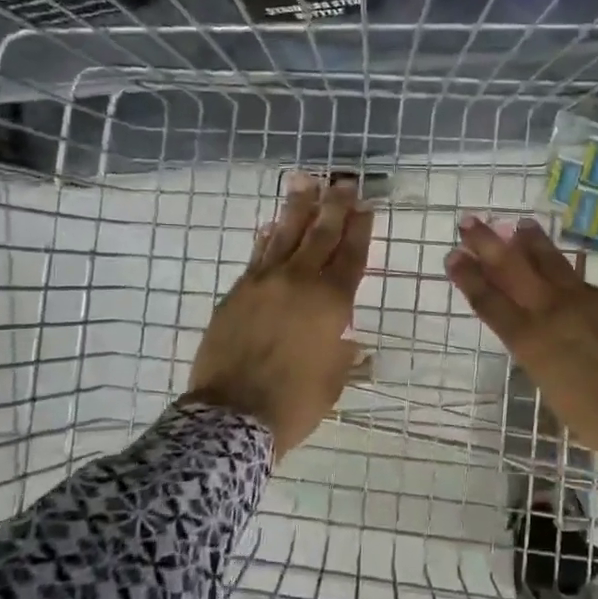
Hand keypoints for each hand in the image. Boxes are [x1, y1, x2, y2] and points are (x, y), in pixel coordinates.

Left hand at [188, 174, 372, 456]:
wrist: (231, 417)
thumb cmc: (294, 403)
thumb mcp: (333, 380)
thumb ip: (343, 352)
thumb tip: (350, 341)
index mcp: (331, 303)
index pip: (351, 255)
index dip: (360, 229)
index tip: (366, 206)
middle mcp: (300, 282)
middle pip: (321, 234)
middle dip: (335, 206)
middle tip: (344, 182)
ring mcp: (264, 283)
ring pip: (285, 235)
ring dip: (298, 207)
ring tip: (306, 181)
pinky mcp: (237, 292)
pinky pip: (257, 256)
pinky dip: (268, 237)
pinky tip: (272, 224)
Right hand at [445, 216, 597, 462]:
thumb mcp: (555, 392)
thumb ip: (543, 358)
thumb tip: (542, 341)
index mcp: (530, 341)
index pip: (490, 302)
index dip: (469, 277)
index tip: (453, 255)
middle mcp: (551, 312)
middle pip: (512, 268)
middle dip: (487, 243)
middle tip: (470, 223)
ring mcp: (584, 300)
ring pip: (550, 262)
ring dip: (531, 242)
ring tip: (520, 224)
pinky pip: (582, 281)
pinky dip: (567, 272)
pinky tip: (564, 269)